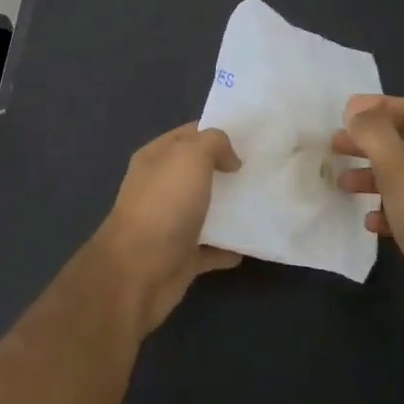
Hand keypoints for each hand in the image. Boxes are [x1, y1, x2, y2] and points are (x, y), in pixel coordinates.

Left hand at [92, 123, 242, 336]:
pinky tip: (252, 243)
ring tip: (263, 202)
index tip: (251, 138)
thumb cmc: (164, 205)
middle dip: (227, 170)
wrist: (139, 271)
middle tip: (263, 169)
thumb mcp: (190, 156)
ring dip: (230, 208)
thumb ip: (213, 143)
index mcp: (156, 157)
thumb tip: (229, 158)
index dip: (217, 132)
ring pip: (205, 209)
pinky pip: (210, 248)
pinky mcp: (181, 256)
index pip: (189, 134)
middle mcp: (160, 187)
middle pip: (198, 172)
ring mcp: (169, 223)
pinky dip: (229, 247)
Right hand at [333, 95, 403, 353]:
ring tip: (342, 185)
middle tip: (336, 147)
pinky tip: (370, 223)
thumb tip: (356, 109)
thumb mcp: (399, 169)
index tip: (343, 116)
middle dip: (369, 143)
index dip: (377, 107)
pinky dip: (387, 209)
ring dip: (373, 176)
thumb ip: (374, 133)